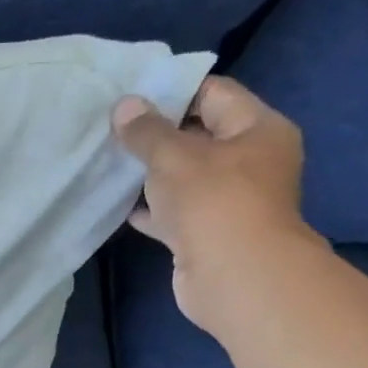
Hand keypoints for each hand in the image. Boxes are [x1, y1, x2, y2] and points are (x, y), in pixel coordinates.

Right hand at [113, 76, 324, 332]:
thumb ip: (146, 131)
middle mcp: (250, 161)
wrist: (234, 277)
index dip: (173, 90)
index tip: (131, 94)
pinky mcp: (207, 234)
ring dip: (150, 174)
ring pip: (184, 177)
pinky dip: (150, 209)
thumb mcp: (173, 156)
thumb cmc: (213, 202)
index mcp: (258, 129)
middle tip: (112, 128)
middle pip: (199, 136)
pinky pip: (175, 212)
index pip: (214, 94)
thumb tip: (124, 105)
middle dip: (157, 134)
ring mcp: (229, 201)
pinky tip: (119, 204)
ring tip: (109, 162)